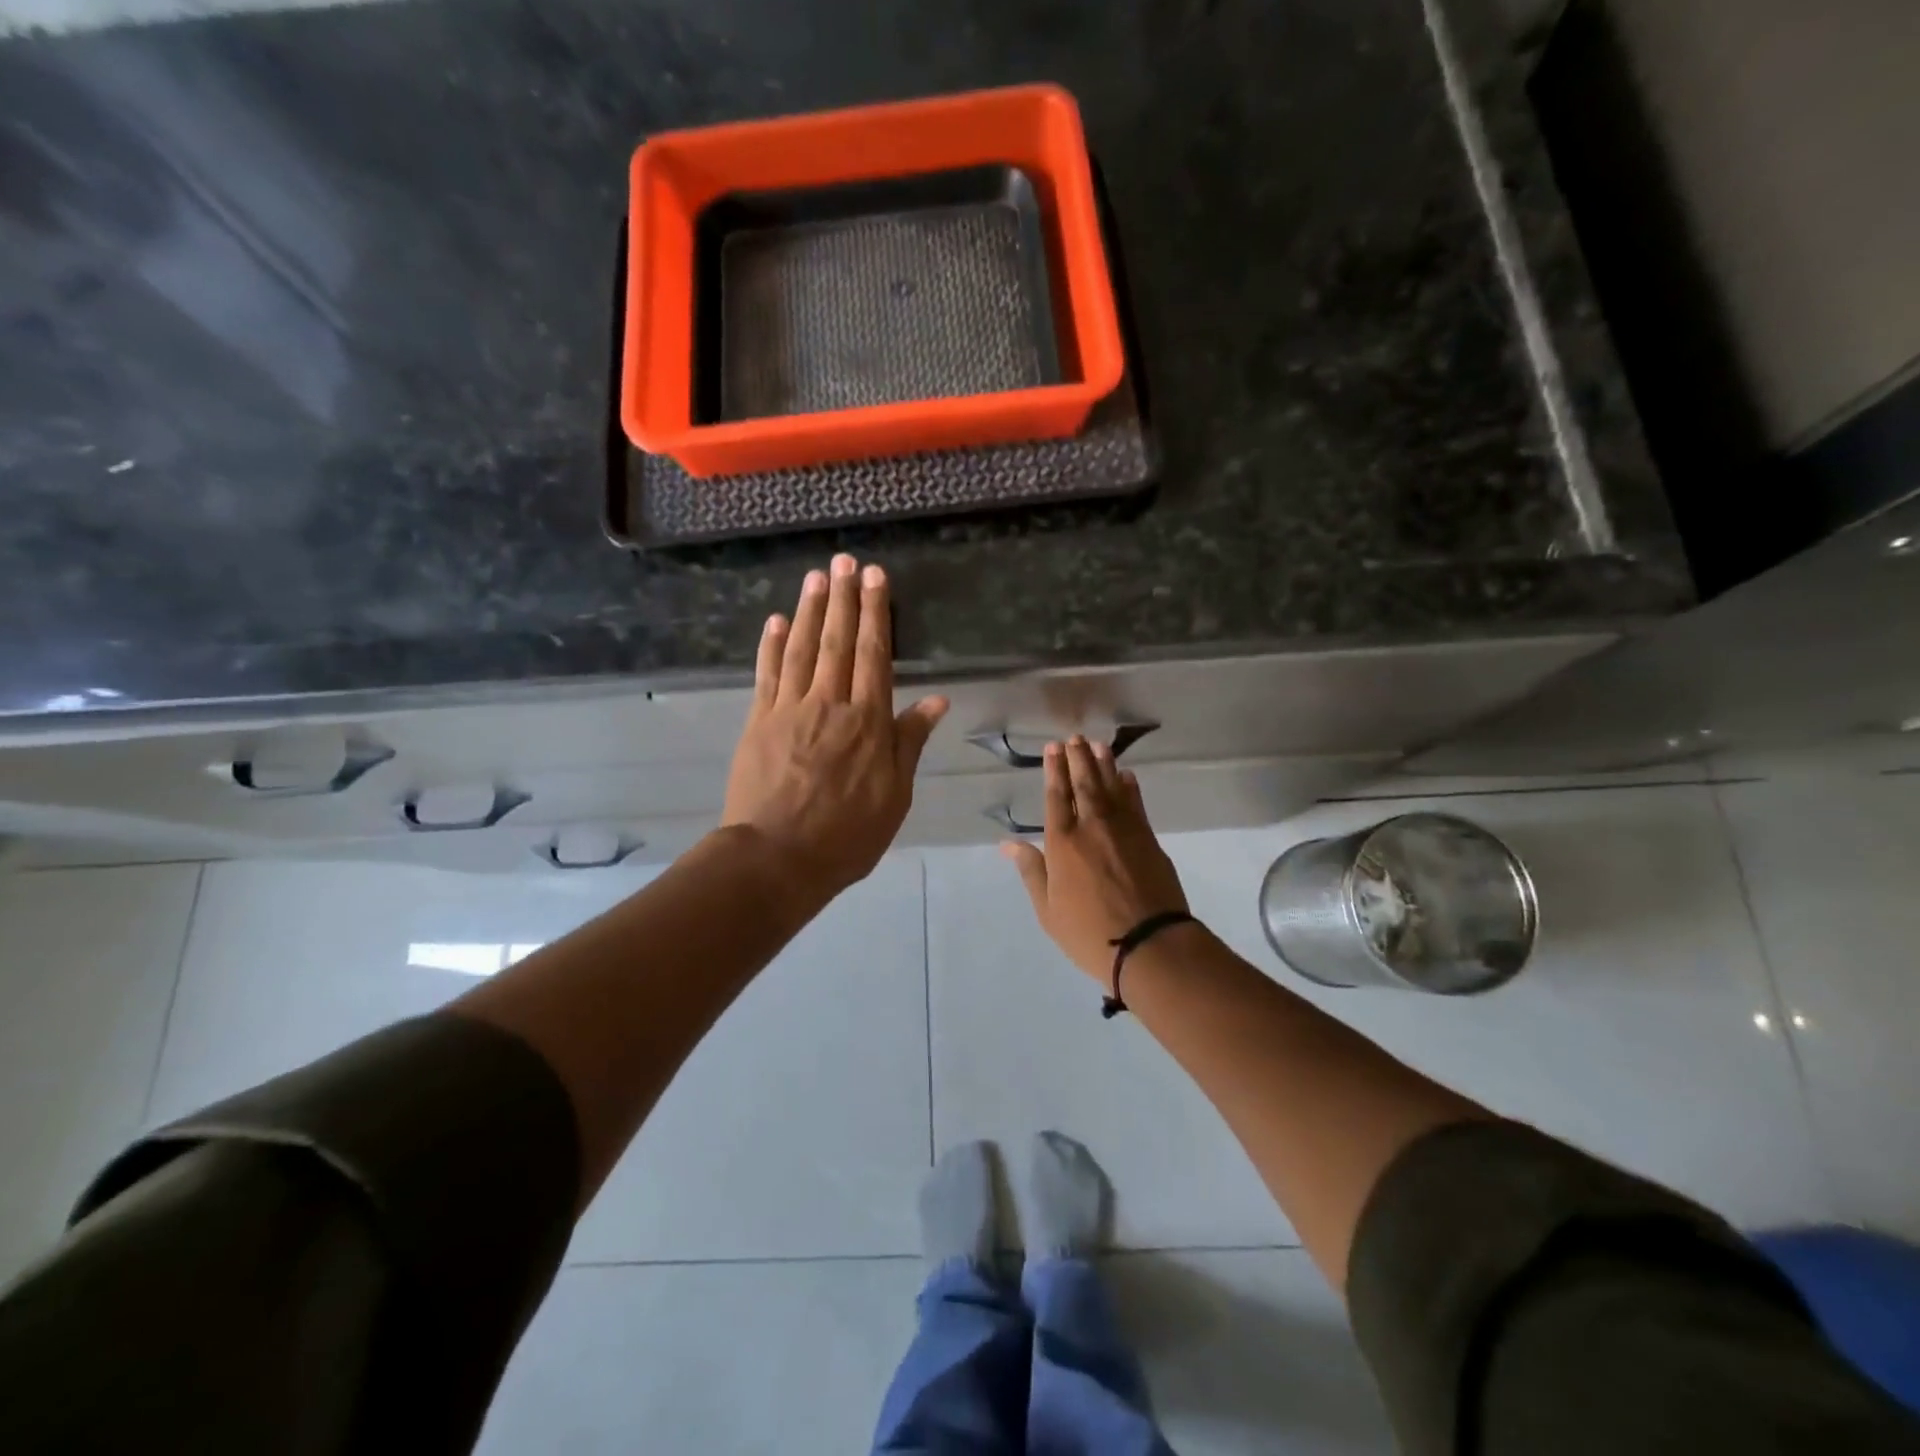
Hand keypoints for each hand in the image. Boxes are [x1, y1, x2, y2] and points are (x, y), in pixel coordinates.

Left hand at [722, 555, 948, 906]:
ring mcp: (789, 710)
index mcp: (868, 722)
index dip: (875, 614)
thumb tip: (937, 699)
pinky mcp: (758, 722)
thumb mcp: (895, 795)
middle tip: (845, 561)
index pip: (874, 655)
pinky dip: (772, 645)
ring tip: (816, 576)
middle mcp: (830, 704)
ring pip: (802, 649)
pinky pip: (767, 674)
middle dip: (843, 598)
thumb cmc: (846, 834)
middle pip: (837, 642)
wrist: (777, 858)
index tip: (875, 578)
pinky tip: (776, 621)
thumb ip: (910, 742)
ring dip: (809, 610)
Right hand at [1002, 737, 1190, 982]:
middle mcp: (1092, 826)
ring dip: (1104, 764)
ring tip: (1097, 745)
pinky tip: (1127, 776)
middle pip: (1084, 784)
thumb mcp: (1048, 910)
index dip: (1055, 770)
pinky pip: (1136, 804)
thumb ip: (1031, 871)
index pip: (1056, 796)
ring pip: (1111, 787)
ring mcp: (1124, 829)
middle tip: (1075, 738)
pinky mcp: (1148, 838)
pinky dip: (1130, 787)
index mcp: (1062, 842)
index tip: (1054, 748)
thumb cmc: (1089, 933)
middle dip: (1078, 758)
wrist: (1150, 944)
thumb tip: (1008, 844)